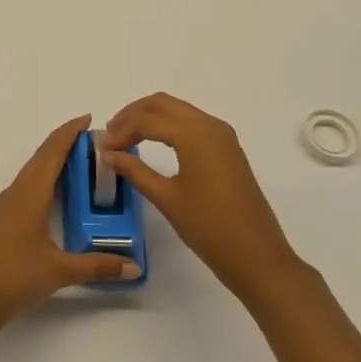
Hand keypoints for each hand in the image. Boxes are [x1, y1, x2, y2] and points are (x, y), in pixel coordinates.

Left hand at [0, 115, 142, 340]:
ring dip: (53, 162)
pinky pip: (26, 188)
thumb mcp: (60, 271)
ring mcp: (6, 206)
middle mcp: (17, 191)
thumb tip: (133, 266)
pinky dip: (44, 181)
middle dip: (65, 144)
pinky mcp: (1, 221)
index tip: (88, 119)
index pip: (52, 151)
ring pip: (32, 173)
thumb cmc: (14, 276)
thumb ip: (98, 266)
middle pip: (41, 157)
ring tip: (79, 164)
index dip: (69, 132)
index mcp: (30, 192)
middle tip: (93, 143)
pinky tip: (54, 195)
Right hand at [101, 93, 302, 303]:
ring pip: (179, 111)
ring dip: (151, 118)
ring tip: (127, 138)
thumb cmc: (209, 228)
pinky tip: (154, 144)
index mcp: (195, 133)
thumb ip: (135, 170)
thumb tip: (108, 153)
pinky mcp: (228, 150)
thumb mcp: (167, 198)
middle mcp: (210, 125)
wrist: (259, 258)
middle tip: (111, 134)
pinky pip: (192, 124)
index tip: (101, 148)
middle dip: (133, 114)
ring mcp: (223, 136)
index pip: (147, 119)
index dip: (121, 130)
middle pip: (163, 103)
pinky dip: (169, 127)